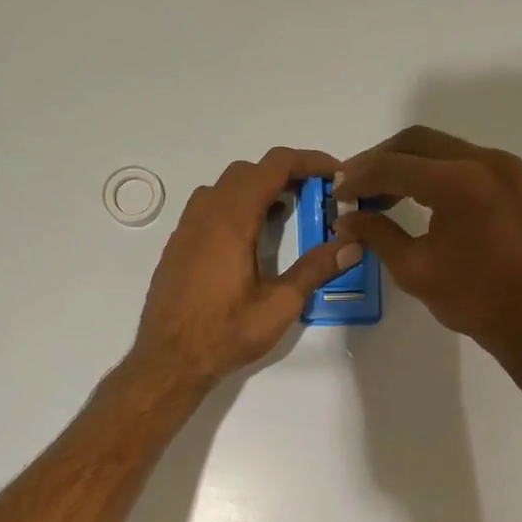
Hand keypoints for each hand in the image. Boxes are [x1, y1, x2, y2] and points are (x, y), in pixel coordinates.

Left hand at [132, 147, 360, 387]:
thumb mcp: (279, 306)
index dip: (308, 161)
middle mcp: (206, 214)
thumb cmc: (225, 334)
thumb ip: (315, 270)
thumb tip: (352, 245)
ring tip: (284, 214)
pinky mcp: (177, 246)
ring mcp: (186, 228)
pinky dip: (235, 206)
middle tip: (314, 197)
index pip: (274, 166)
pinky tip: (249, 240)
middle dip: (284, 174)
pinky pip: (208, 208)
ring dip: (257, 189)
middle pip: (248, 171)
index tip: (334, 174)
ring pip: (224, 187)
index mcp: (232, 220)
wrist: (168, 360)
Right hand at [333, 126, 521, 370]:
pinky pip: (479, 165)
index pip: (393, 166)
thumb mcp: (414, 270)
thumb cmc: (475, 301)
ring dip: (415, 166)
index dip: (358, 178)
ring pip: (451, 150)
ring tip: (390, 194)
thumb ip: (377, 234)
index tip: (338, 194)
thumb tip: (346, 218)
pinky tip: (434, 202)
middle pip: (420, 142)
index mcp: (458, 183)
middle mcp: (489, 161)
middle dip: (383, 160)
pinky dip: (448, 175)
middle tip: (357, 184)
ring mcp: (515, 169)